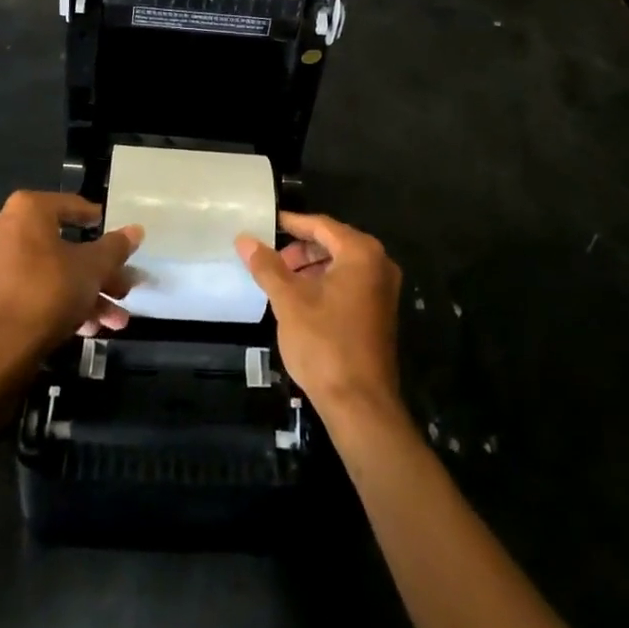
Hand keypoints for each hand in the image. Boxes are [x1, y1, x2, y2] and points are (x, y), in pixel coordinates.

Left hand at [0, 191, 143, 373]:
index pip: (71, 206)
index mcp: (28, 210)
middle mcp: (6, 228)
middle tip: (124, 288)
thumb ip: (115, 247)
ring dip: (86, 293)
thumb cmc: (49, 290)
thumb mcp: (93, 267)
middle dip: (99, 272)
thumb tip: (136, 230)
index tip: (115, 235)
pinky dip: (61, 303)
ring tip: (116, 320)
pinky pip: (35, 289)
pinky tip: (90, 328)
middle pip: (65, 245)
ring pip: (52, 272)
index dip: (97, 221)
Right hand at [235, 211, 403, 428]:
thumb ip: (267, 266)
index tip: (268, 223)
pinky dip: (326, 283)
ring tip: (282, 280)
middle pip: (334, 242)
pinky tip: (303, 300)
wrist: (360, 404)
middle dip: (302, 248)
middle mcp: (379, 265)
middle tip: (272, 258)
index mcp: (361, 253)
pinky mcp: (381, 313)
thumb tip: (244, 239)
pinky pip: (351, 283)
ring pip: (342, 264)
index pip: (322, 225)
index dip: (293, 223)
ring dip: (312, 267)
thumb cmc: (324, 344)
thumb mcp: (289, 301)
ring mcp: (384, 290)